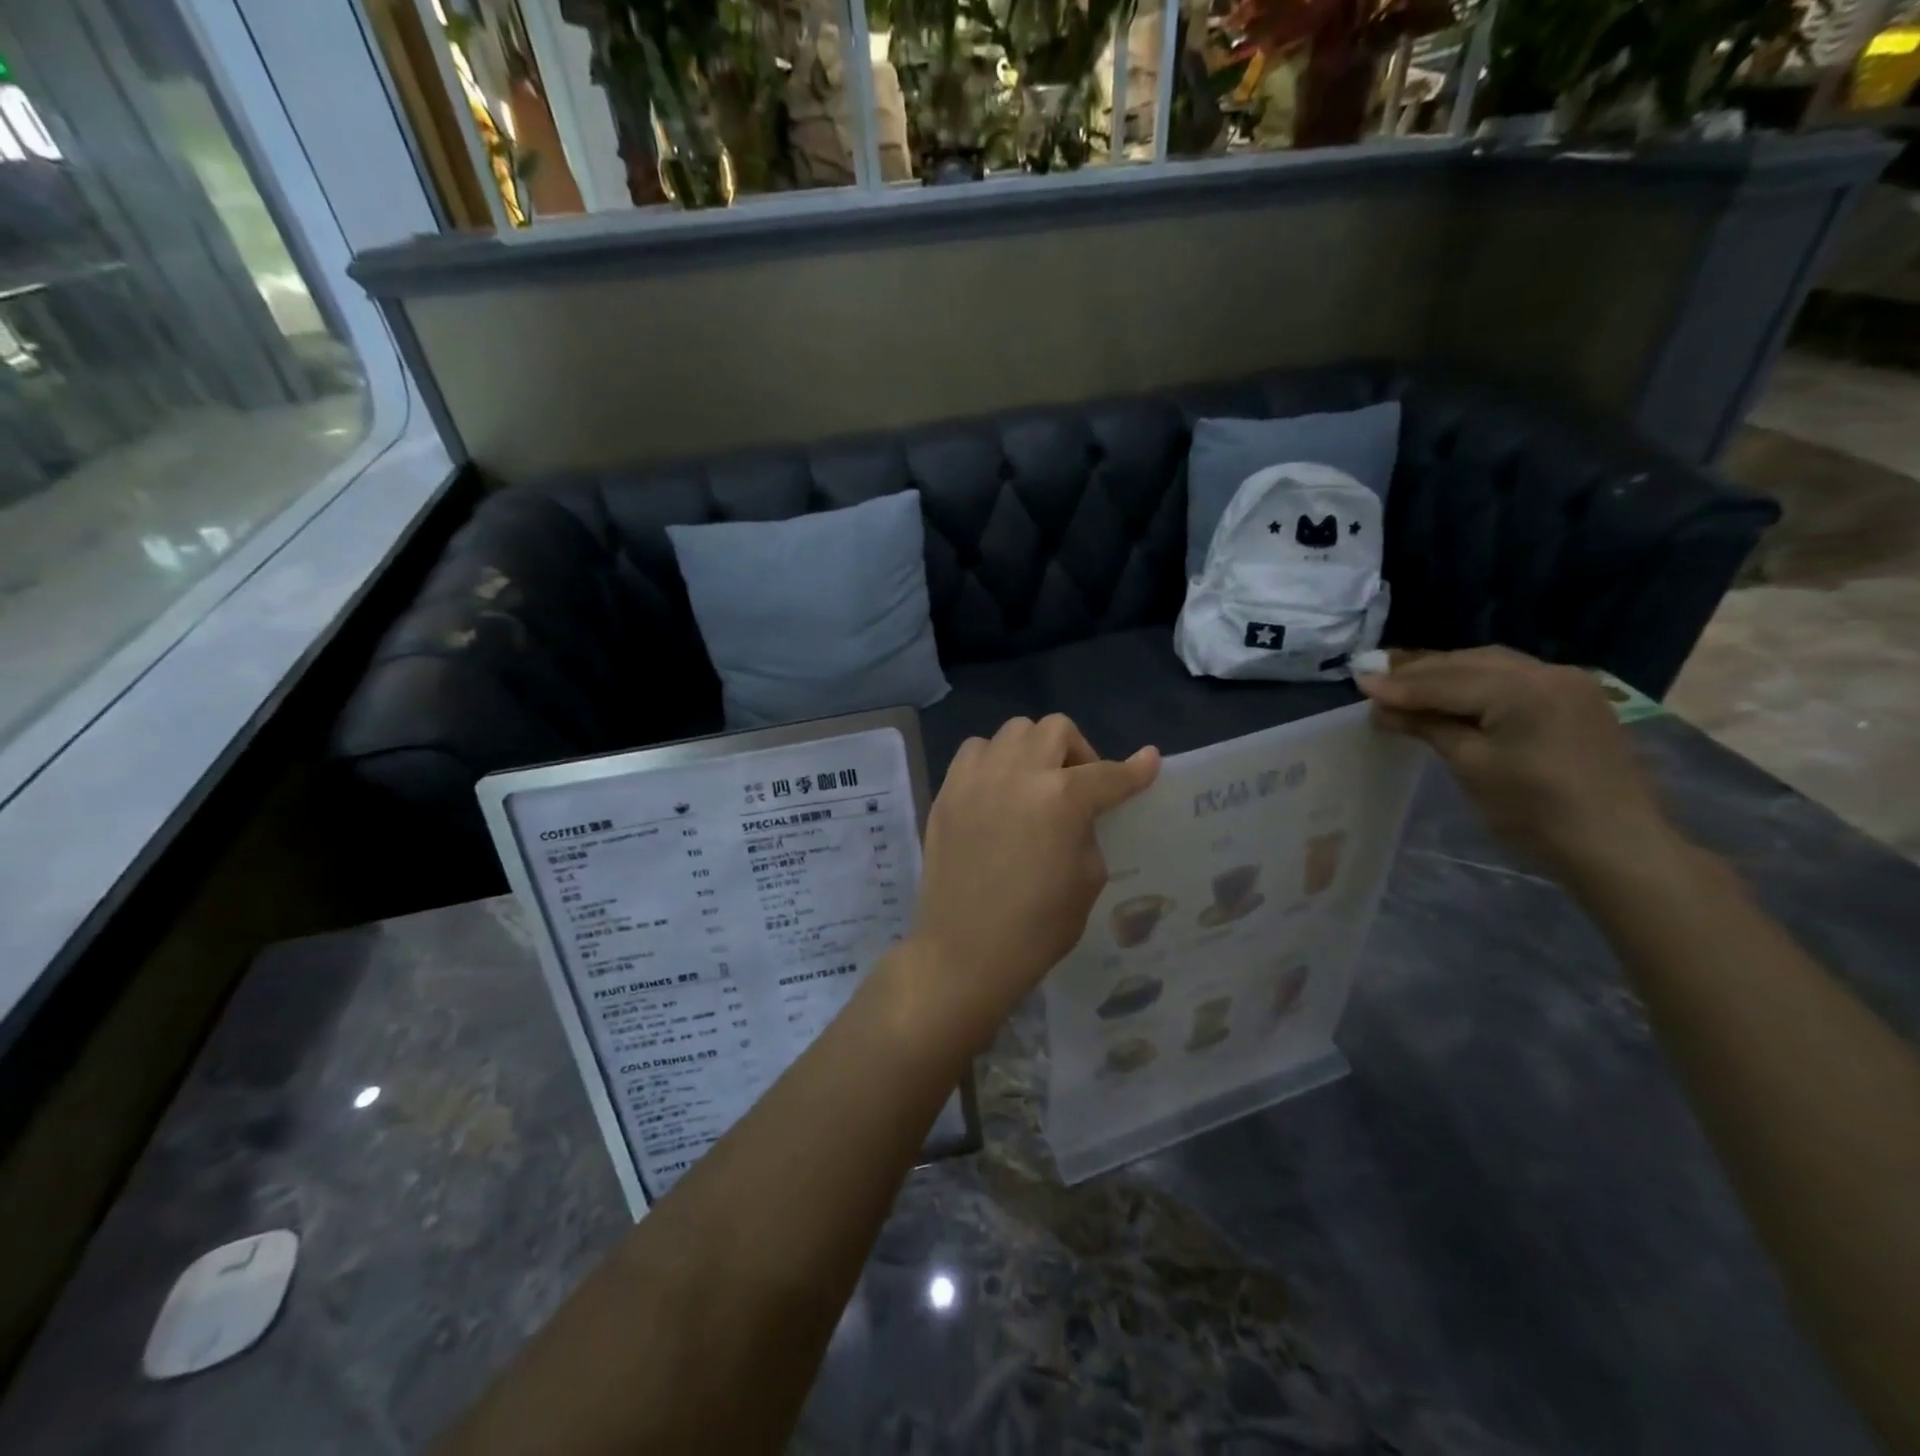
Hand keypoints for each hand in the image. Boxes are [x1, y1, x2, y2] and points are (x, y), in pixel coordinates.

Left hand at [902, 716, 1158, 1043]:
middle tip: (1078, 786)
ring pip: (1013, 731)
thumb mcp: (1087, 880)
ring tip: (1033, 785)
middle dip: (1078, 752)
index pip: (1109, 774)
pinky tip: (997, 791)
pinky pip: (975, 751)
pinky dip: (993, 760)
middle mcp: (1018, 774)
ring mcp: (977, 778)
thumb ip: (1089, 830)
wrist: (964, 951)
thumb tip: (1085, 809)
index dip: (1134, 770)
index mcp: (1062, 799)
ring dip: (1033, 750)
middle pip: (1056, 729)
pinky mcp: (947, 791)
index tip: (1148, 762)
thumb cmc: (1036, 928)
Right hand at [1357, 647, 1675, 878]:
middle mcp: (1549, 672)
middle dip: (1420, 671)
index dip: (1399, 685)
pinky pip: (1514, 678)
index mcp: (1523, 689)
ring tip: (1405, 681)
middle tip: (1375, 676)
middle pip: (1469, 663)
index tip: (1358, 682)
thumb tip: (1381, 706)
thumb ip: (1427, 726)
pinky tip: (1452, 692)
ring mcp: (1569, 683)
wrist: (1617, 847)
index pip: (1446, 682)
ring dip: (1447, 673)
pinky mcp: (1576, 699)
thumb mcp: (1471, 766)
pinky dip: (1477, 681)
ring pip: (1492, 666)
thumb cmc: (1535, 812)